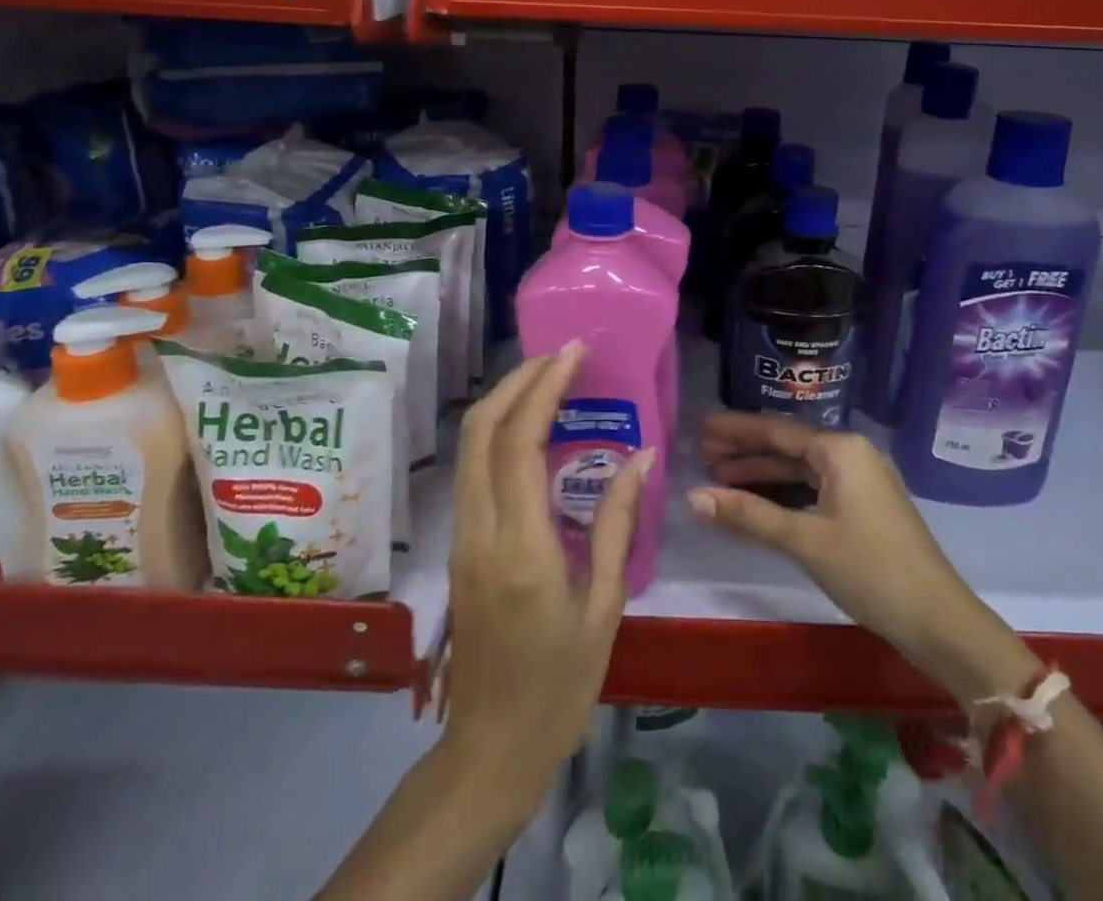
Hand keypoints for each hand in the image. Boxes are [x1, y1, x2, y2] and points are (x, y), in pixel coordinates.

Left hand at [443, 344, 652, 782]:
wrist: (491, 750)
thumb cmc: (559, 687)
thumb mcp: (603, 607)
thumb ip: (616, 524)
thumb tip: (642, 456)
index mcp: (520, 548)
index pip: (520, 443)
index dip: (544, 387)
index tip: (573, 352)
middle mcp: (480, 531)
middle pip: (481, 430)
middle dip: (517, 380)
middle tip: (560, 355)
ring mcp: (462, 537)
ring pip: (469, 446)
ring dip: (504, 400)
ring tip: (548, 377)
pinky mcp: (460, 545)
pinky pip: (473, 469)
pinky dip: (497, 431)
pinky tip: (531, 426)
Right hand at [690, 412, 1036, 697]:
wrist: (937, 619)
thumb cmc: (869, 569)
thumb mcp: (804, 540)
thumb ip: (748, 514)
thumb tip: (692, 497)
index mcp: (840, 448)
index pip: (777, 430)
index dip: (736, 430)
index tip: (701, 428)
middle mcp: (850, 453)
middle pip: (787, 445)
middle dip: (745, 451)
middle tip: (702, 454)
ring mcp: (859, 479)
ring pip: (799, 468)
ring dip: (761, 473)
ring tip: (718, 477)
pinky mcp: (862, 505)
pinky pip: (812, 487)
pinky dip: (783, 492)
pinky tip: (755, 501)